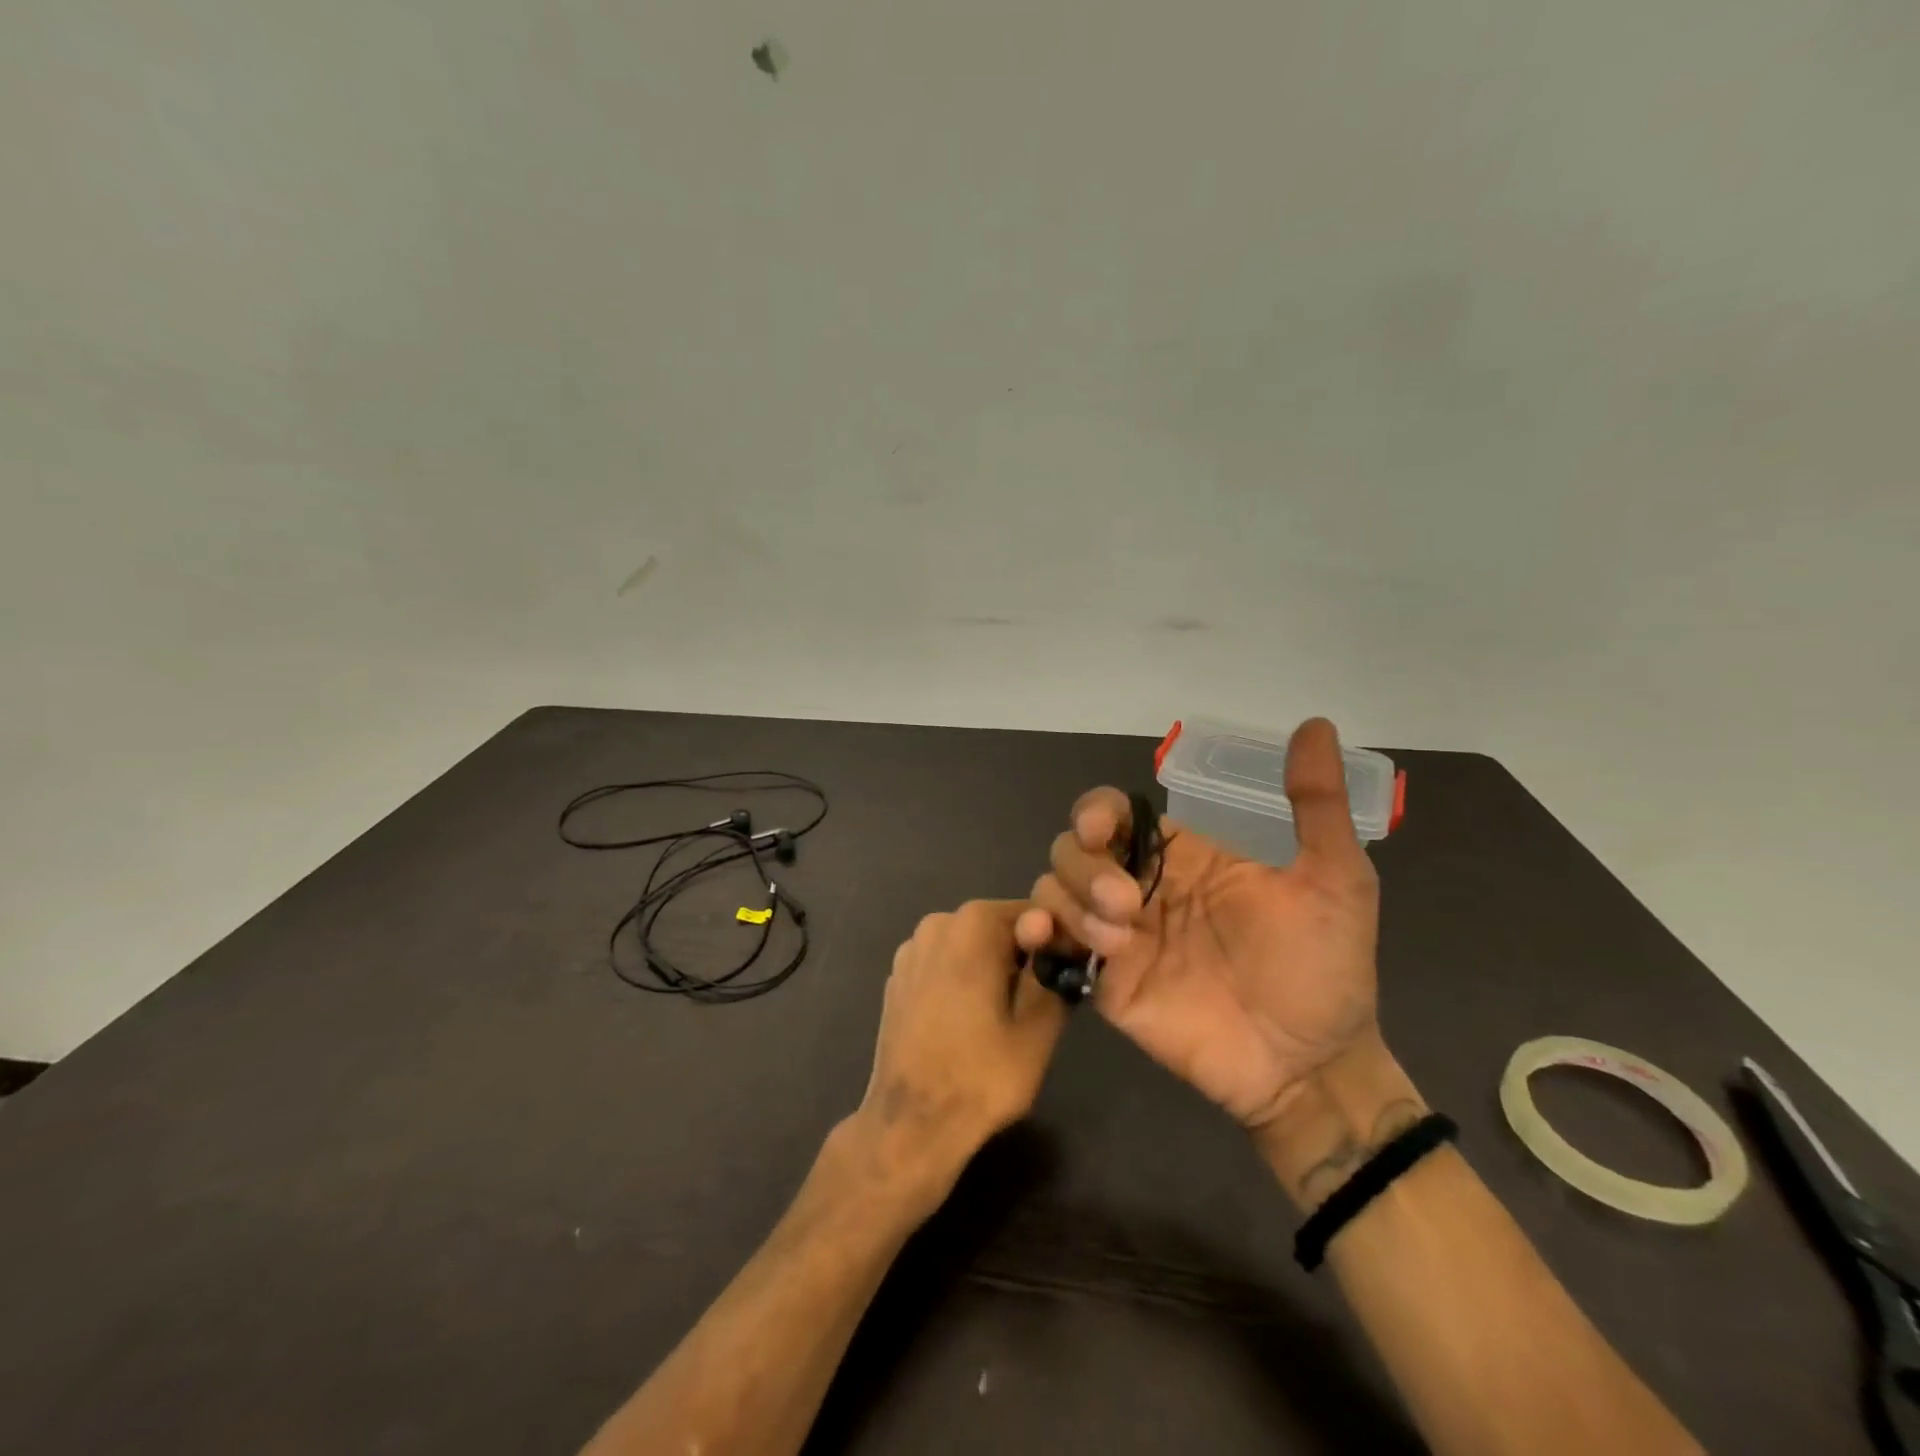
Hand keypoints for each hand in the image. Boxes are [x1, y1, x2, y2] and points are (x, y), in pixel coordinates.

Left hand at [852, 900, 1067, 1208]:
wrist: (910, 1124)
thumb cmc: (981, 1076)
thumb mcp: (1038, 1027)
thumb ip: (1052, 972)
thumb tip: (1061, 943)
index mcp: (973, 924)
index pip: (1033, 914)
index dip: (1057, 942)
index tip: (1067, 976)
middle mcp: (937, 923)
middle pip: (998, 927)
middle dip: (1023, 955)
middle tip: (1041, 1002)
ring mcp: (911, 949)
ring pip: (970, 946)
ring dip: (993, 968)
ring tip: (1005, 1016)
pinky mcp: (897, 976)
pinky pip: (944, 964)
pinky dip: (962, 979)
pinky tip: (968, 1021)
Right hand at [1016, 718, 1380, 1132]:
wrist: (1310, 1066)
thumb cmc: (1323, 970)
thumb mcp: (1336, 879)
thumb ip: (1315, 804)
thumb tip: (1314, 725)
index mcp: (1182, 859)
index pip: (1114, 815)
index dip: (1096, 812)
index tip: (1103, 830)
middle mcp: (1141, 889)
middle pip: (1073, 848)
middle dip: (1086, 866)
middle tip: (1129, 905)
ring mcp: (1118, 937)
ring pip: (1055, 888)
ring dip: (1072, 902)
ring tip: (1118, 938)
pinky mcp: (1103, 982)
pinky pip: (1050, 944)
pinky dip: (1035, 930)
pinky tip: (1046, 937)